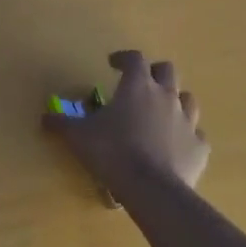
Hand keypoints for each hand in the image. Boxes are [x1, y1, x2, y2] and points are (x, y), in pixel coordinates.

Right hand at [43, 50, 209, 205]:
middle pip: (167, 70)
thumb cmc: (112, 152)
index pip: (134, 58)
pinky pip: (196, 135)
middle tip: (140, 84)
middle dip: (154, 73)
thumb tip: (45, 117)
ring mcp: (187, 121)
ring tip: (160, 113)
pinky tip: (176, 146)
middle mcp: (166, 96)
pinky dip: (186, 136)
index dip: (123, 58)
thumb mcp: (78, 136)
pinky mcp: (200, 147)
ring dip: (174, 101)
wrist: (151, 189)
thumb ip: (62, 123)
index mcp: (137, 86)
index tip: (112, 63)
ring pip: (187, 99)